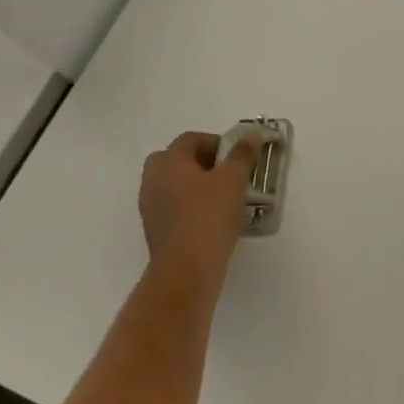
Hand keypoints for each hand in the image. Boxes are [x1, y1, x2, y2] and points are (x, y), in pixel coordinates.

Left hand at [136, 131, 259, 289]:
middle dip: (201, 163)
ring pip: (173, 185)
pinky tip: (213, 219)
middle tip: (226, 174)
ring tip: (223, 197)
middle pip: (176, 160)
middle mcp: (153, 180)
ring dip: (195, 186)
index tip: (236, 156)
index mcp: (169, 162)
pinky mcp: (156, 231)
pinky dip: (190, 207)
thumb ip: (242, 154)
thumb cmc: (209, 216)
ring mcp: (151, 207)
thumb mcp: (233, 180)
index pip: (190, 139)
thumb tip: (253, 134)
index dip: (215, 142)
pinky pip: (174, 208)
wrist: (187, 270)